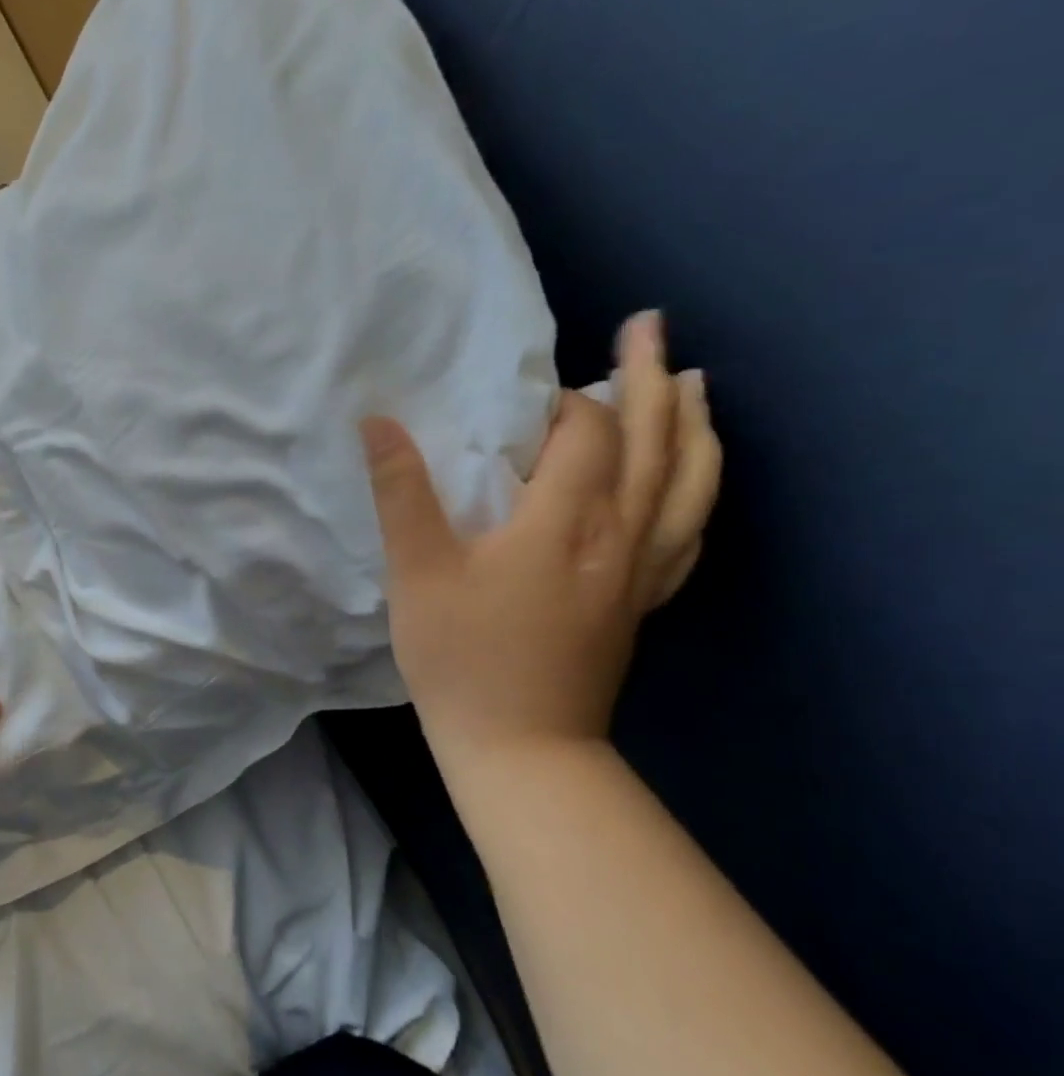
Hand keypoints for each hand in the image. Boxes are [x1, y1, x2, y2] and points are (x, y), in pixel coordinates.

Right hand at [360, 311, 720, 767]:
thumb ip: (402, 492)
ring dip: (693, 426)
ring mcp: (641, 572)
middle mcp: (620, 536)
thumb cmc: (461, 657)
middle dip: (651, 378)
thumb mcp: (417, 572)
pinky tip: (691, 479)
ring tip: (695, 383)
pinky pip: (688, 531)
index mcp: (564, 522)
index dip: (566, 401)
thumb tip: (377, 421)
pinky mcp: (642, 602)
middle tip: (648, 325)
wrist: (521, 749)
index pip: (587, 433)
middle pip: (654, 442)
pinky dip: (698, 490)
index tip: (532, 393)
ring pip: (688, 484)